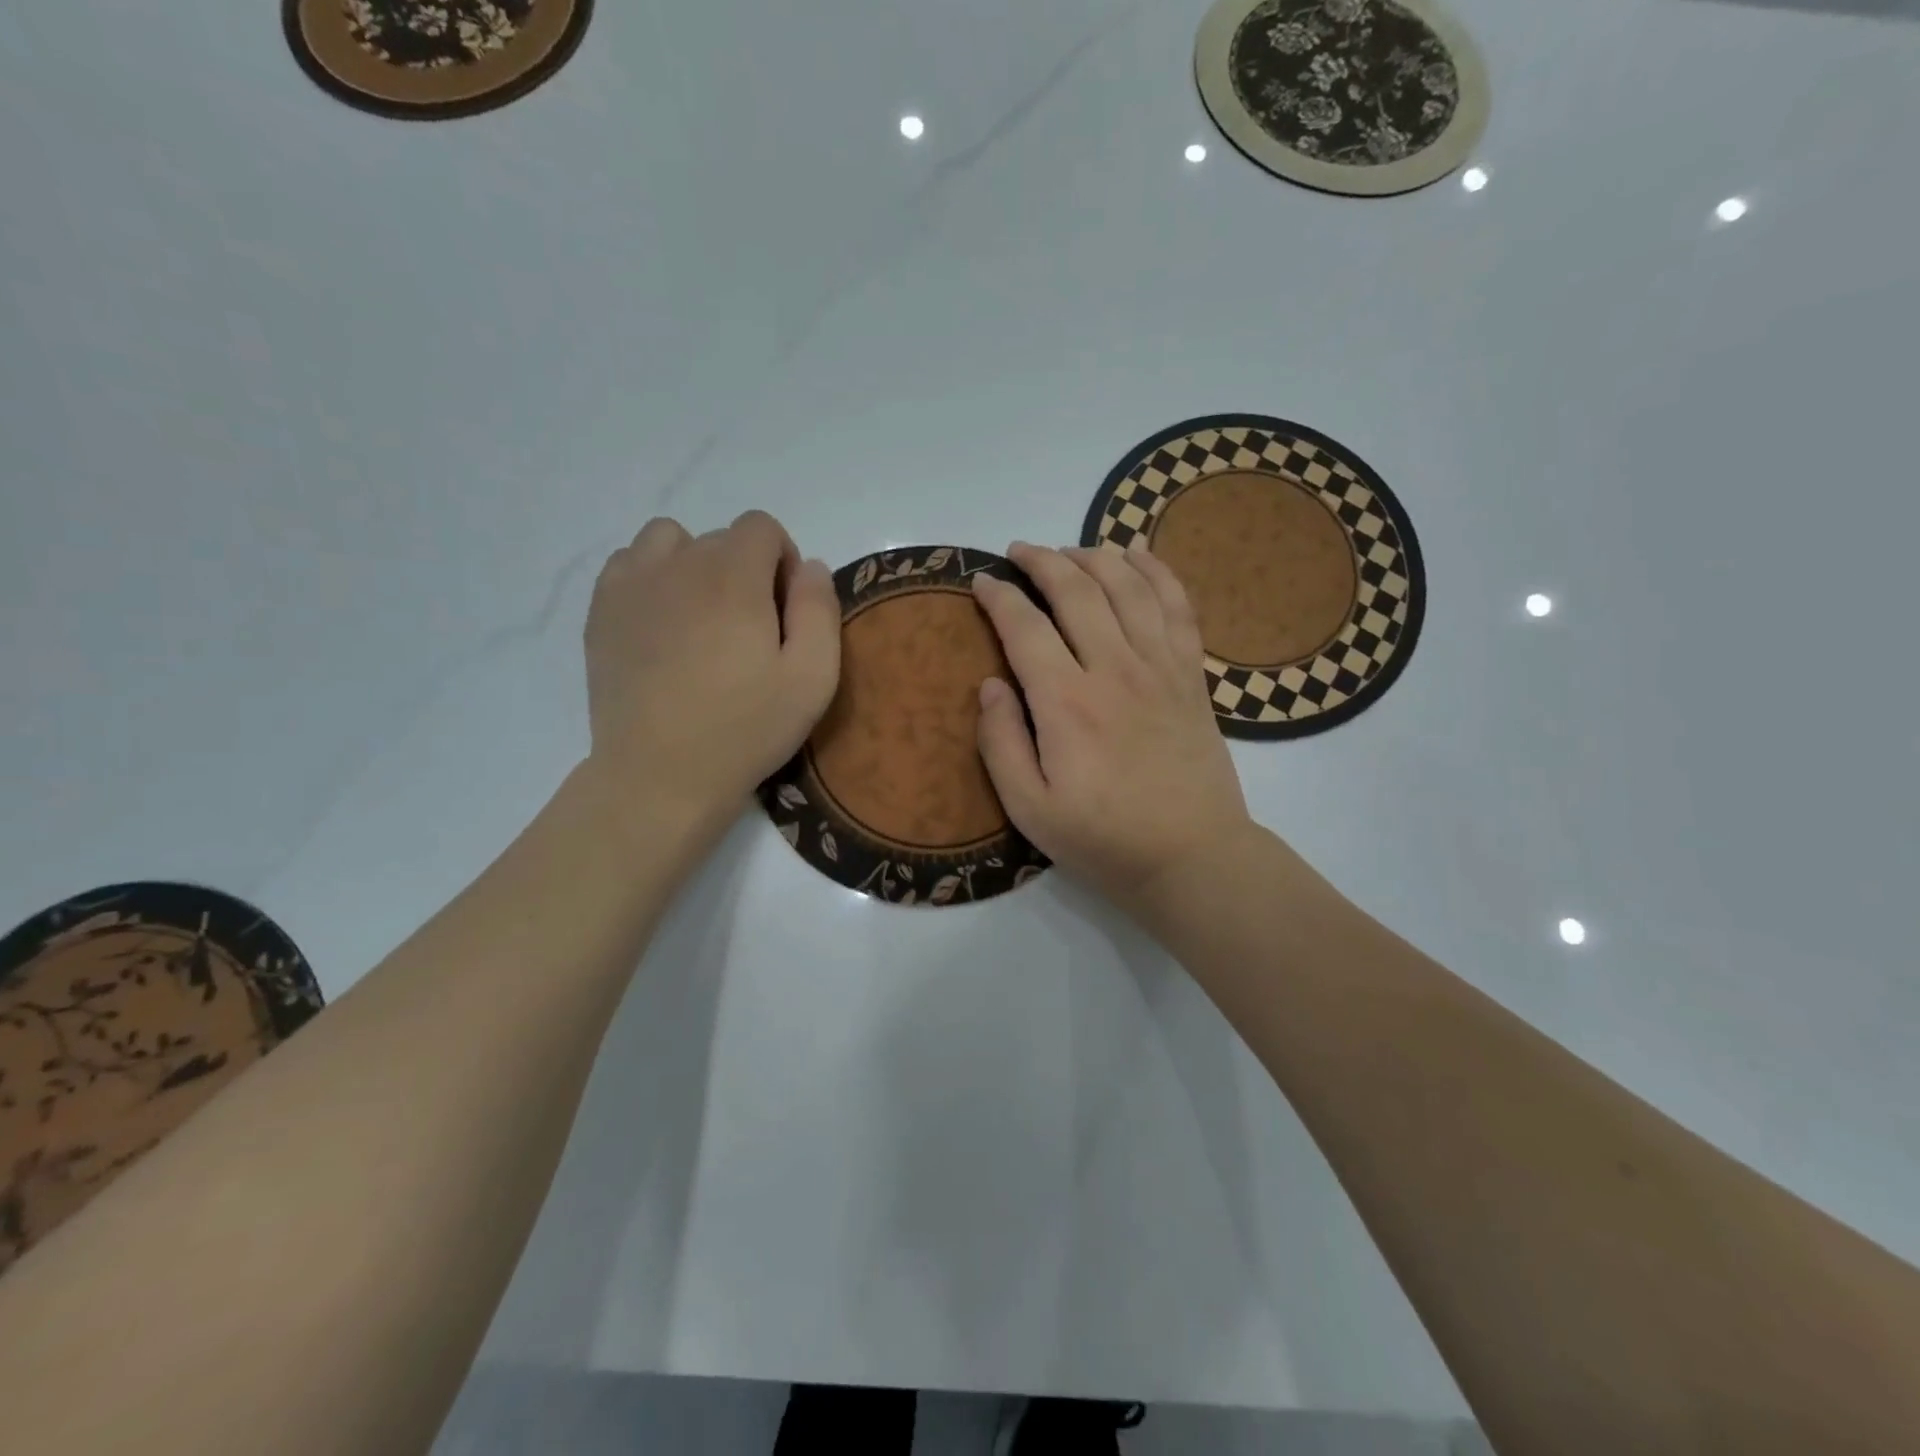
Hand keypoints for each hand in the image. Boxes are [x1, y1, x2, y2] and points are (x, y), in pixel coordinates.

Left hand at [583, 511, 838, 842]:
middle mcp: (678, 565)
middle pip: (720, 538)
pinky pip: (630, 564)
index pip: (762, 526)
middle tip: (747, 633)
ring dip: (695, 565)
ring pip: (670, 541)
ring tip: (702, 619)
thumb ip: (820, 610)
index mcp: (733, 578)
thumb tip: (811, 566)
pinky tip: (663, 625)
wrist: (660, 775)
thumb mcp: (812, 678)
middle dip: (745, 571)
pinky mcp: (600, 611)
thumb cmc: (746, 729)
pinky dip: (653, 579)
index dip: (783, 562)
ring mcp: (631, 584)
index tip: (783, 613)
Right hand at [970, 540, 1256, 916]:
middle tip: (1020, 552)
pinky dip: (1157, 572)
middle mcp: (1114, 670)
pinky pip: (1178, 606)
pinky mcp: (1191, 676)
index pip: (1025, 627)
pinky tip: (1138, 556)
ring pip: (1128, 586)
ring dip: (1095, 557)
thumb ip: (1001, 743)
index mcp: (1067, 703)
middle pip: (1077, 591)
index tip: (981, 581)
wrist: (1191, 856)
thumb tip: (990, 684)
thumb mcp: (1030, 808)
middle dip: (1043, 561)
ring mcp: (1160, 668)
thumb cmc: (1103, 839)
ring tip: (1070, 551)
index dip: (999, 596)